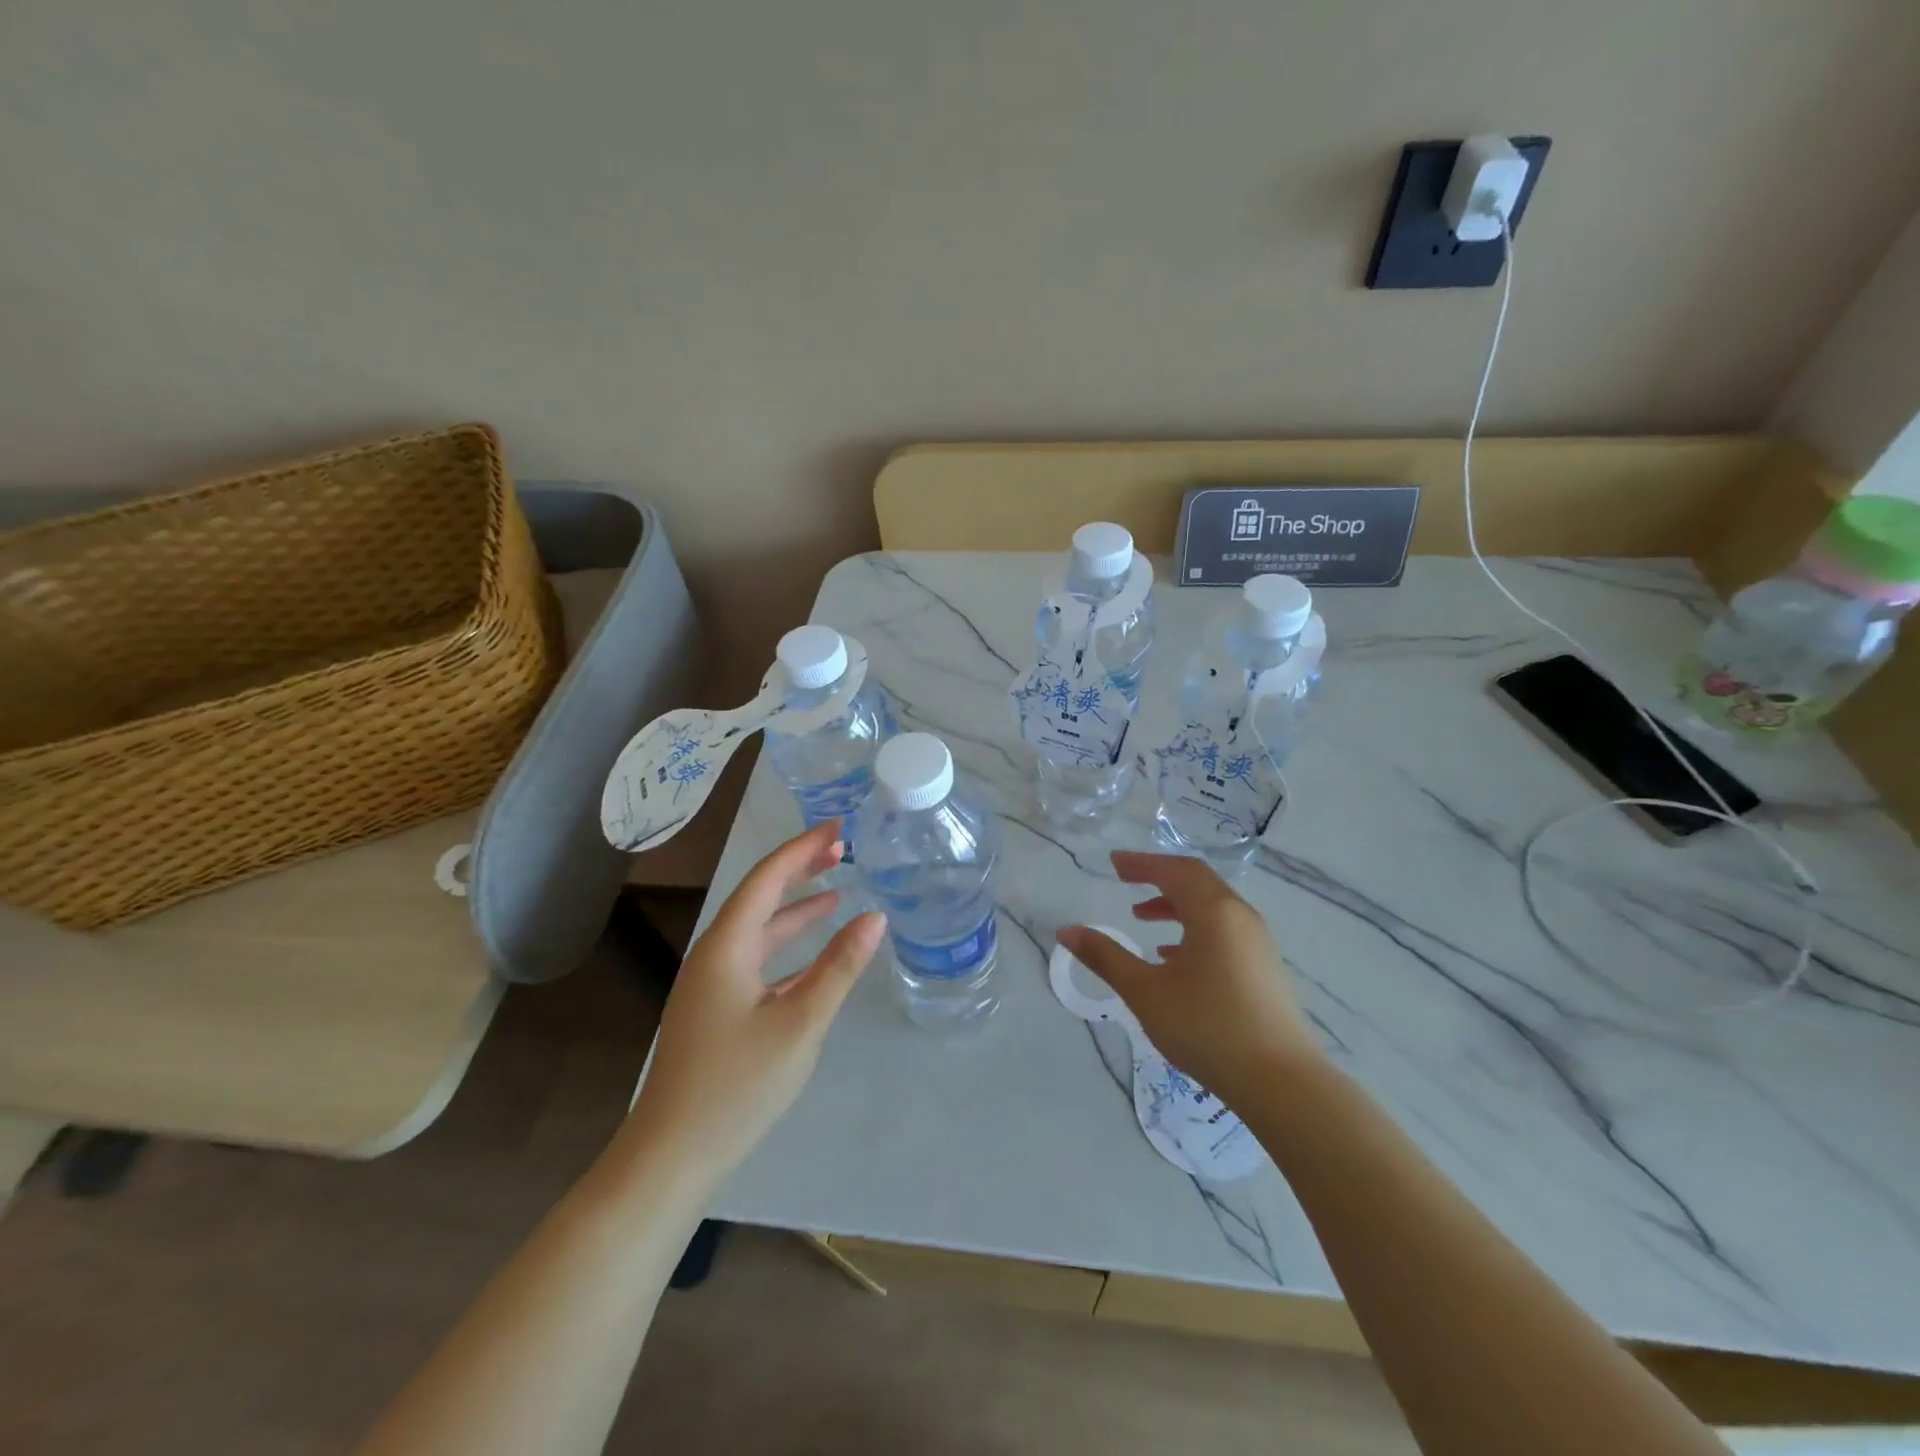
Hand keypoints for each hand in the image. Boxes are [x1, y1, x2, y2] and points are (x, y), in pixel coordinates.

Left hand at [627, 822, 885, 1179]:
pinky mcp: (716, 1009)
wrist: (672, 1156)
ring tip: (837, 891)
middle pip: (760, 897)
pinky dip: (787, 946)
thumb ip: (839, 968)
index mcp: (726, 946)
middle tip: (842, 850)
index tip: (838, 828)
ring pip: (759, 929)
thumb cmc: (737, 1085)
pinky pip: (757, 959)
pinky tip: (813, 953)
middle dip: (800, 870)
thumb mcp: (800, 1023)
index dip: (803, 849)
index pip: (767, 878)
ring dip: (796, 908)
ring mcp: (712, 983)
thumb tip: (874, 918)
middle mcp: (714, 954)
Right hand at [1058, 852, 1323, 1111]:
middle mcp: (1239, 916)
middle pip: (1196, 880)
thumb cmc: (1207, 1027)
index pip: (1173, 870)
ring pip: (1211, 906)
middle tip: (1125, 880)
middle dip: (1158, 877)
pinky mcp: (1262, 966)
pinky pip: (1223, 929)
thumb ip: (1105, 957)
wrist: (1280, 1082)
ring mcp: (1256, 941)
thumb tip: (1067, 931)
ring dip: (1175, 903)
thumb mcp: (1146, 992)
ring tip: (1141, 917)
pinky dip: (1193, 927)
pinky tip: (1171, 955)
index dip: (1141, 863)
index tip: (1113, 863)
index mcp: (1213, 912)